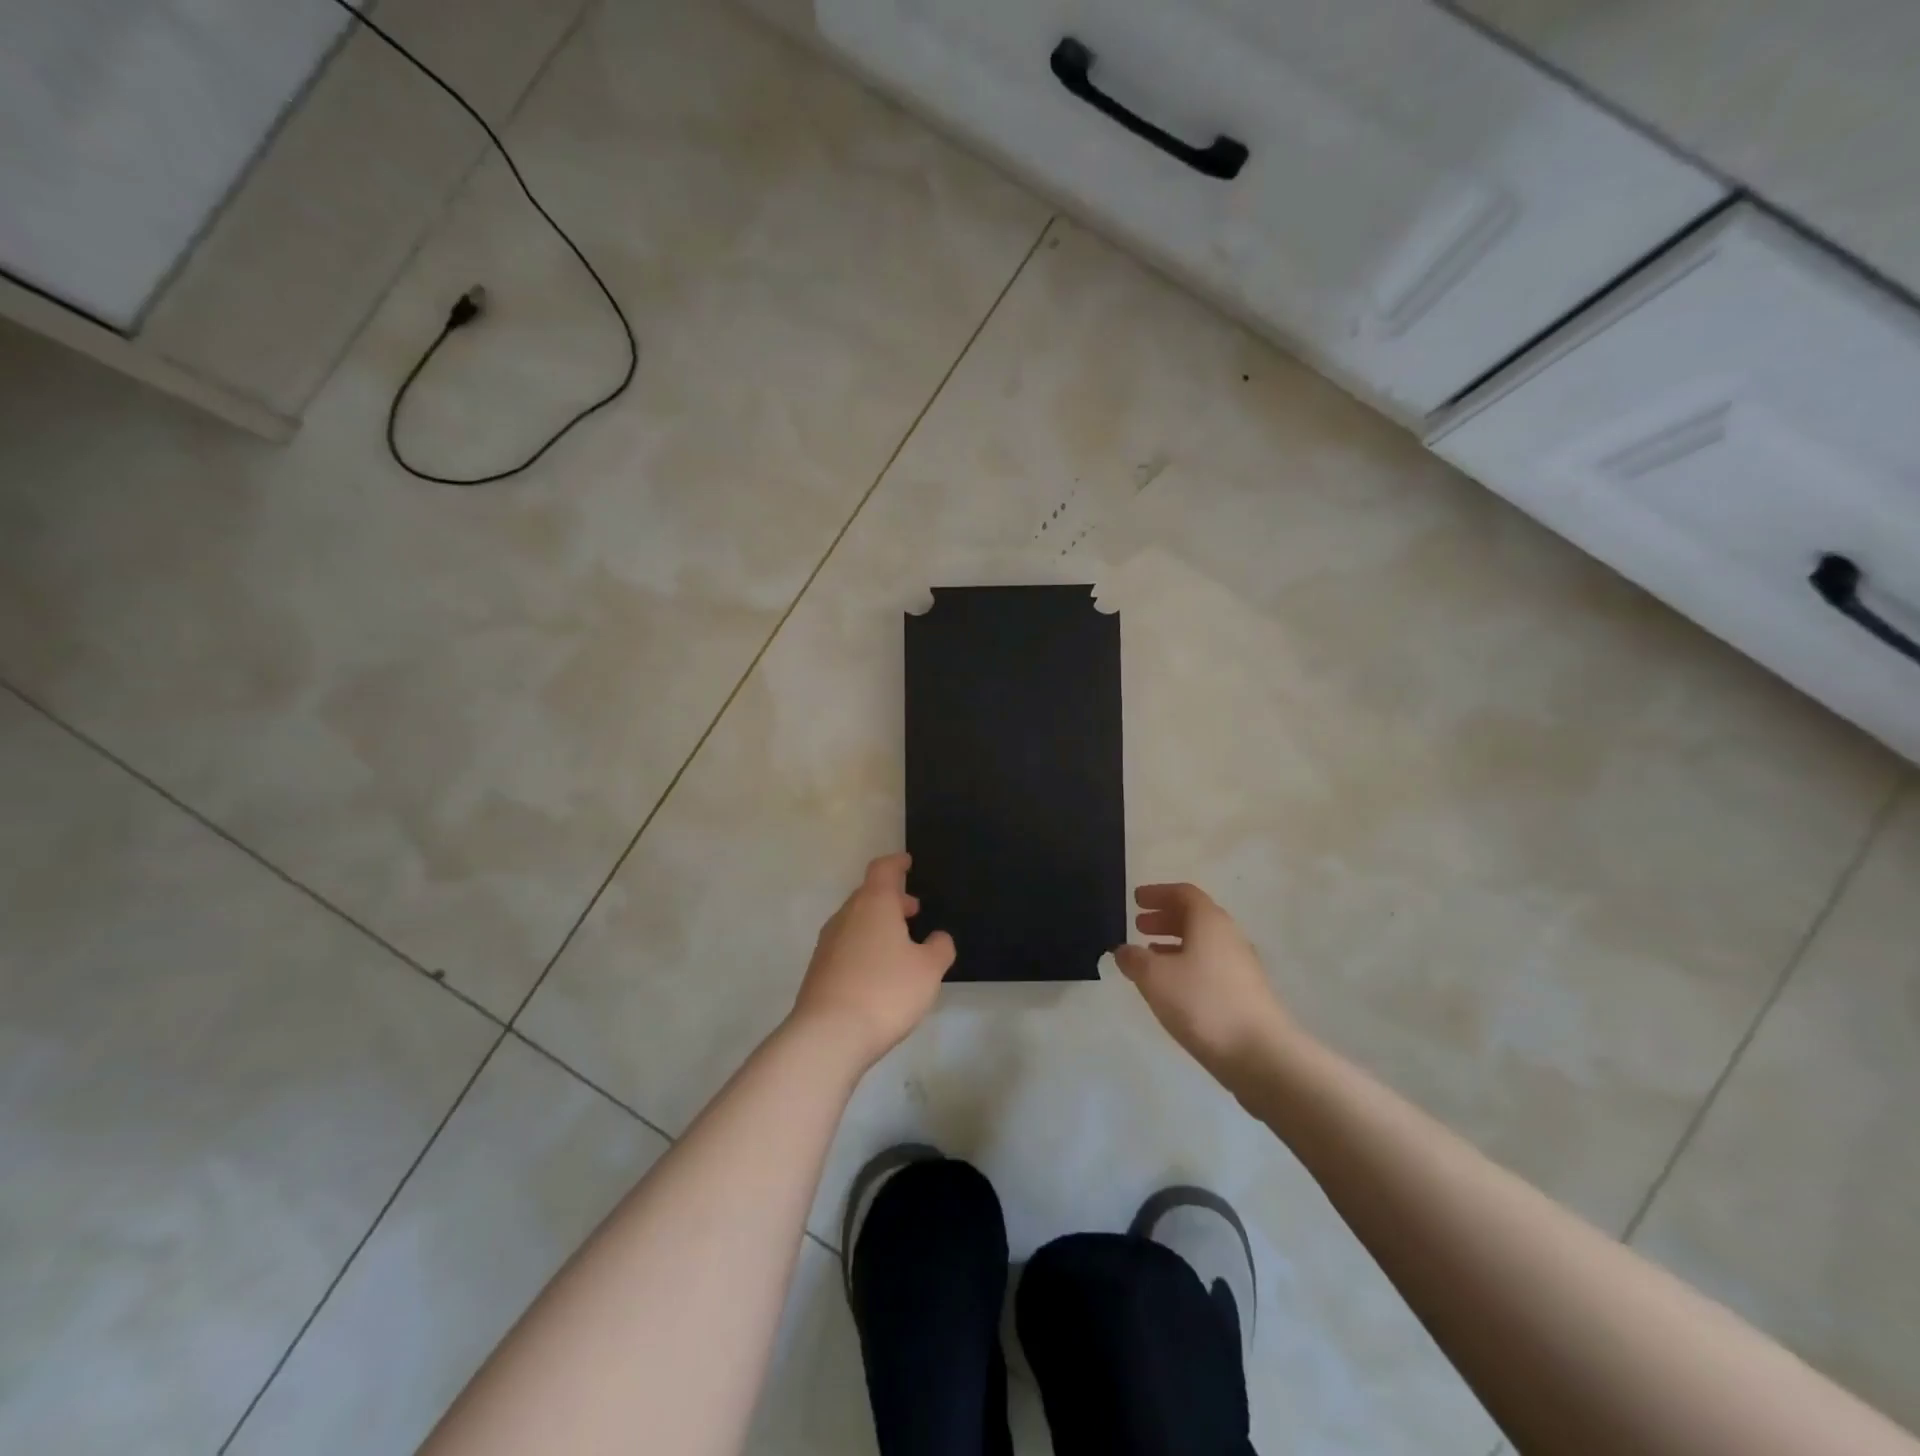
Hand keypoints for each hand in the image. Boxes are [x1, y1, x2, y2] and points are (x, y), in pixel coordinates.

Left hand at [789, 853, 955, 1068]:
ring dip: (878, 925)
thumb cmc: (885, 991)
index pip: (883, 869)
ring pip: (856, 921)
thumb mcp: (929, 970)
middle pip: (868, 895)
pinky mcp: (818, 970)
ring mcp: (828, 943)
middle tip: (914, 911)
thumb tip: (937, 938)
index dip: (897, 863)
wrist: (828, 1035)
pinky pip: (846, 946)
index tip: (907, 863)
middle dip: (891, 899)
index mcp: (874, 904)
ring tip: (901, 945)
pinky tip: (879, 973)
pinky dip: (865, 947)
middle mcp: (847, 916)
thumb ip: (940, 948)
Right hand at [1114, 883, 1293, 1073]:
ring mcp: (1241, 966)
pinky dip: (1187, 964)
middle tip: (1139, 925)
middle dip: (1164, 918)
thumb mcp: (1155, 978)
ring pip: (1203, 943)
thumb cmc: (1203, 1003)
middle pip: (1195, 916)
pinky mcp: (1245, 993)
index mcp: (1209, 922)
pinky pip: (1210, 965)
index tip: (1136, 899)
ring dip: (1175, 942)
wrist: (1261, 1054)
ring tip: (1149, 955)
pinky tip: (1173, 986)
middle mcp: (1229, 936)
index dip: (1158, 893)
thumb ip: (1134, 959)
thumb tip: (1124, 950)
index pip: (1183, 893)